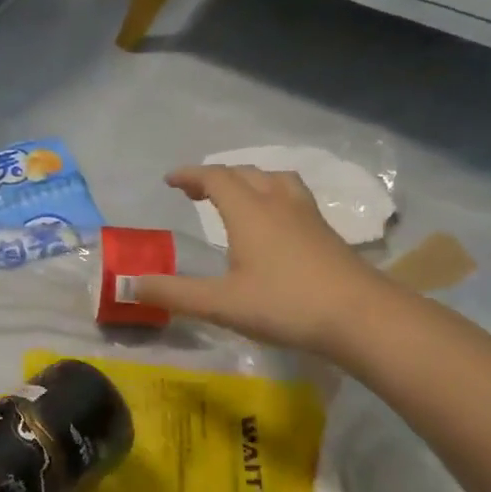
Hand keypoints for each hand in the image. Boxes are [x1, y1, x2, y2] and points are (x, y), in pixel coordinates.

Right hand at [131, 165, 385, 353]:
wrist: (361, 317)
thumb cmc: (285, 304)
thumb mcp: (221, 303)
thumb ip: (174, 293)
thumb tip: (129, 285)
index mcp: (248, 212)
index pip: (215, 178)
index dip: (190, 175)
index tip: (170, 180)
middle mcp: (277, 204)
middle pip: (245, 173)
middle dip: (216, 176)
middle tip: (196, 191)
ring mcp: (307, 216)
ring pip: (275, 180)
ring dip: (250, 180)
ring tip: (238, 197)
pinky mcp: (326, 233)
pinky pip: (293, 197)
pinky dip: (274, 196)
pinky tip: (275, 223)